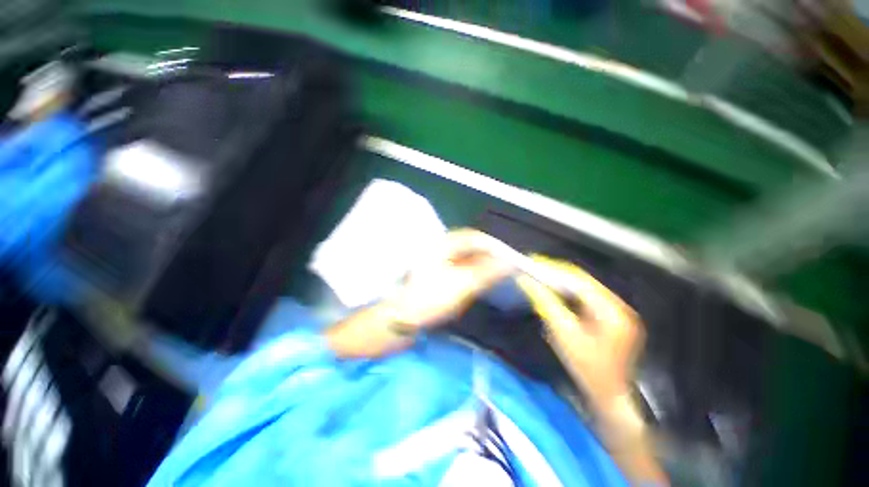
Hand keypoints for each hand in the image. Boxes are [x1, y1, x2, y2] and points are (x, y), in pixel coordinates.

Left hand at [386, 229, 512, 328]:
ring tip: (497, 278)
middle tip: (506, 271)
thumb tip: (511, 262)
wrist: (399, 318)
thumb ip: (488, 271)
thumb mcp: (462, 284)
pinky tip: (478, 284)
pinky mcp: (436, 275)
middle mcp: (441, 248)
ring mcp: (438, 262)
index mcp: (445, 244)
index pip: (476, 238)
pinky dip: (472, 274)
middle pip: (471, 247)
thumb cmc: (430, 298)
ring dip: (482, 267)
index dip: (495, 247)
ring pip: (466, 259)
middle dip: (490, 257)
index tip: (512, 261)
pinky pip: (459, 269)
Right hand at [515, 255, 642, 404]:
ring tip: (540, 274)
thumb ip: (546, 304)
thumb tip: (527, 282)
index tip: (533, 261)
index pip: (579, 280)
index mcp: (611, 311)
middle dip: (557, 272)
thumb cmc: (586, 368)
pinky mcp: (613, 316)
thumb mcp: (563, 334)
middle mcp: (619, 305)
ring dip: (562, 280)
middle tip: (534, 266)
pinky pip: (587, 297)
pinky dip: (569, 291)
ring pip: (585, 287)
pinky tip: (555, 290)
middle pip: (583, 281)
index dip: (554, 268)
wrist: (609, 395)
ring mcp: (618, 311)